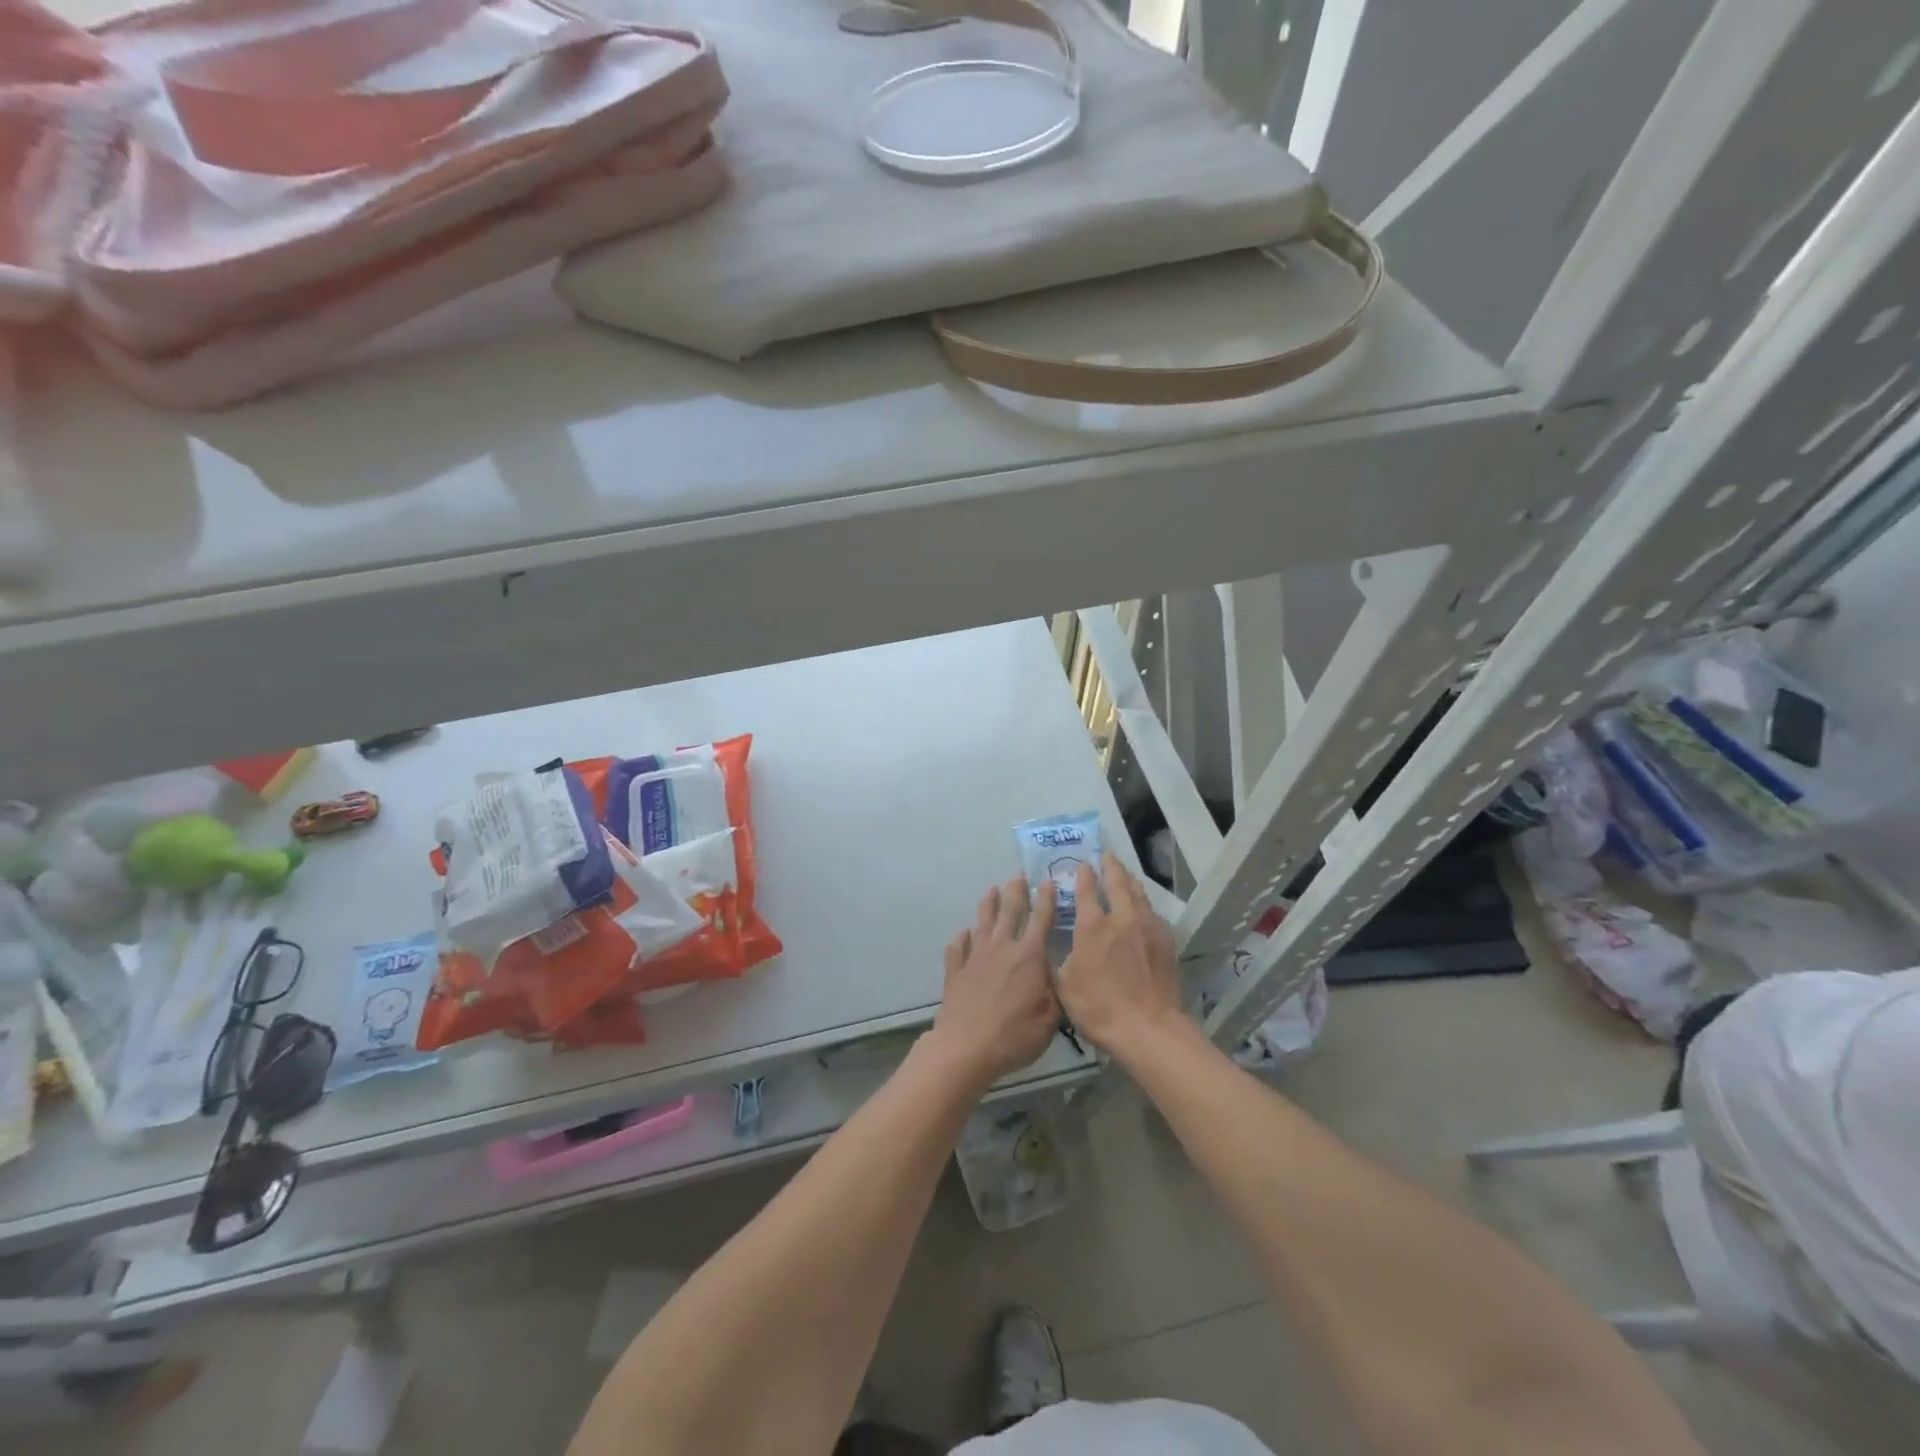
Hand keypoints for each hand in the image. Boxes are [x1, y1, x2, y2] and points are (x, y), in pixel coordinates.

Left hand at [927, 877, 1060, 1090]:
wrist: (966, 1047)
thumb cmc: (1014, 1035)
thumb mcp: (1050, 1019)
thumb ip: (1057, 992)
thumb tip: (1060, 973)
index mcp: (1028, 956)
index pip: (1040, 920)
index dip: (1045, 899)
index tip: (1047, 881)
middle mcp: (1002, 948)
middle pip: (1009, 912)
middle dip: (1015, 892)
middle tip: (1017, 876)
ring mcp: (975, 957)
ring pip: (983, 922)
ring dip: (988, 904)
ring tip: (991, 889)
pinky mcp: (956, 970)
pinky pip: (958, 947)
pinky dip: (962, 938)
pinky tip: (964, 933)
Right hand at [1056, 857, 1185, 1061]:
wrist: (1149, 1029)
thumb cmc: (1099, 1008)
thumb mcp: (1064, 985)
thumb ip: (1060, 958)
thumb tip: (1055, 943)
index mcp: (1092, 926)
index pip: (1086, 891)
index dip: (1083, 875)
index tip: (1083, 864)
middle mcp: (1121, 918)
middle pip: (1117, 883)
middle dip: (1110, 867)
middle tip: (1107, 856)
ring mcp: (1147, 928)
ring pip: (1139, 894)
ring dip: (1129, 880)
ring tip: (1124, 874)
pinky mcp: (1166, 942)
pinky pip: (1153, 913)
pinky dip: (1144, 904)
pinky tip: (1143, 908)